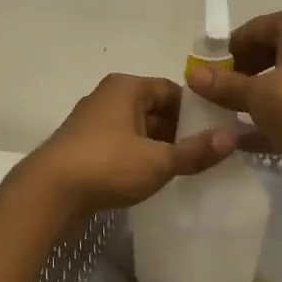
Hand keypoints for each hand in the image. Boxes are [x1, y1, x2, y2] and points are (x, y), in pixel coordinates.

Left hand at [15, 74, 235, 218]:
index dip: (197, 111)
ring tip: (183, 170)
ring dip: (157, 148)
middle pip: (154, 109)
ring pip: (137, 130)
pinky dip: (137, 159)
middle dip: (178, 131)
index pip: (172, 90)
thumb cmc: (107, 165)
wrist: (48, 194)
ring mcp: (92, 123)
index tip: (216, 134)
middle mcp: (107, 97)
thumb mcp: (158, 161)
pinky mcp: (82, 148)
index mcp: (126, 87)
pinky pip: (120, 147)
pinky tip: (151, 180)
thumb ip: (196, 150)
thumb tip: (233, 137)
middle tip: (205, 155)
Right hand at [185, 7, 281, 199]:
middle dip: (239, 75)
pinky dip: (267, 122)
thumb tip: (192, 74)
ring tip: (221, 116)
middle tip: (212, 95)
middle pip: (266, 55)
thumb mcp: (257, 94)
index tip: (205, 74)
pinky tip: (240, 140)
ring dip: (251, 100)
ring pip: (278, 84)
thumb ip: (224, 85)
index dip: (227, 51)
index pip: (253, 29)